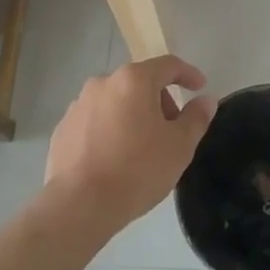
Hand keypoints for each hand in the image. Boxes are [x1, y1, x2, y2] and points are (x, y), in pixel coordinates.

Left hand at [45, 56, 217, 232]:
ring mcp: (78, 105)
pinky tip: (114, 159)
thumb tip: (206, 100)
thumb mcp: (179, 146)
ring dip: (133, 115)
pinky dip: (110, 130)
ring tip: (142, 149)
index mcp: (134, 80)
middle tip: (171, 131)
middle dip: (160, 101)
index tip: (200, 88)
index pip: (168, 65)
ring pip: (116, 102)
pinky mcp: (63, 128)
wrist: (78, 204)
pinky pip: (96, 121)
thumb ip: (196, 118)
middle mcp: (103, 83)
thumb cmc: (137, 170)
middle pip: (140, 83)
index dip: (188, 74)